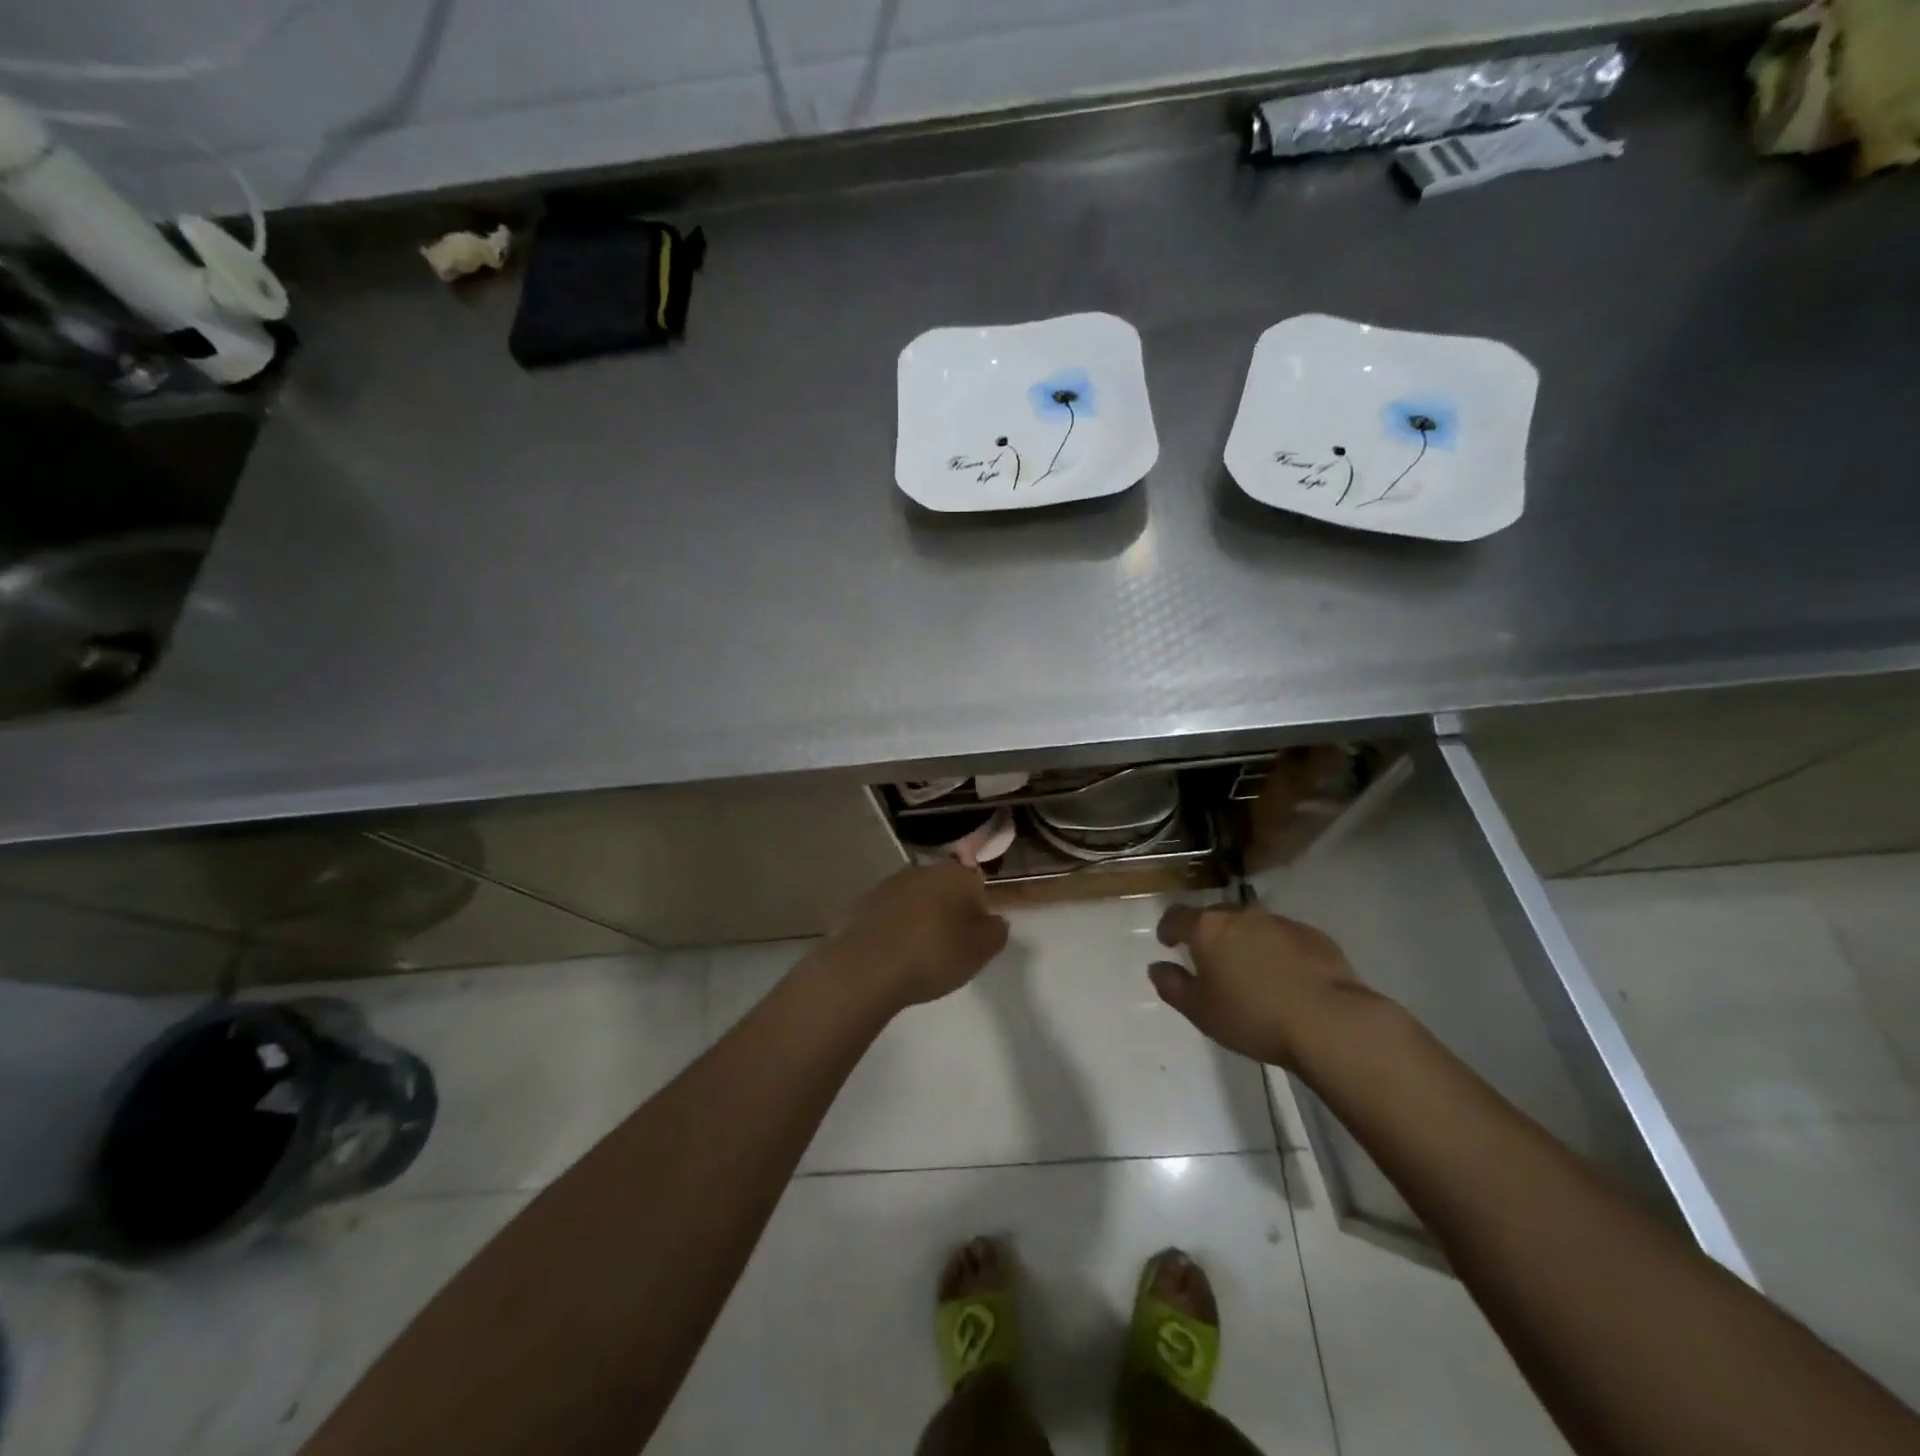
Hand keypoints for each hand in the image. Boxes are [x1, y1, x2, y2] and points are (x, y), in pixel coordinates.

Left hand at [829, 861, 1008, 1012]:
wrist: (868, 968)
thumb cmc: (934, 955)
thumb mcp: (981, 951)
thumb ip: (996, 932)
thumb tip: (995, 920)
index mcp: (955, 874)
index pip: (977, 884)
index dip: (979, 911)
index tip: (974, 938)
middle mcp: (923, 869)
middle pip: (946, 888)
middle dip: (951, 911)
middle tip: (950, 946)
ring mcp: (891, 883)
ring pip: (919, 899)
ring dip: (923, 918)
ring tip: (921, 953)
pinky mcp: (867, 902)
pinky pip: (894, 912)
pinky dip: (898, 926)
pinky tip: (896, 952)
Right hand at [1149, 902, 1372, 1070]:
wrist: (1330, 1022)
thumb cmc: (1253, 1017)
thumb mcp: (1200, 1011)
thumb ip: (1172, 986)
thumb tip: (1157, 967)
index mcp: (1208, 929)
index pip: (1177, 916)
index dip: (1168, 928)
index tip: (1168, 942)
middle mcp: (1242, 915)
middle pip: (1216, 917)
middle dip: (1208, 934)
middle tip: (1210, 960)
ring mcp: (1281, 922)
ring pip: (1252, 926)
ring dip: (1244, 941)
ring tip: (1250, 970)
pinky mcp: (1313, 936)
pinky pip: (1284, 938)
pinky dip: (1276, 951)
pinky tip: (1285, 977)